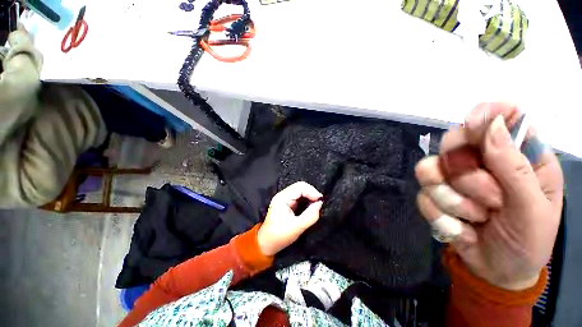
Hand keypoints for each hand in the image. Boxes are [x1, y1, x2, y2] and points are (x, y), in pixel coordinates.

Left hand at [257, 182, 323, 255]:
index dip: (312, 191)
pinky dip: (306, 200)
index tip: (321, 201)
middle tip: (319, 204)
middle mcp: (283, 195)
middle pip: (300, 187)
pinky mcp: (287, 203)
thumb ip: (310, 215)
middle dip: (311, 194)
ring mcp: (284, 198)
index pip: (300, 187)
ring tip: (316, 206)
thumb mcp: (297, 227)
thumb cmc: (280, 236)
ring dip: (310, 197)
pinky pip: (299, 197)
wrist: (267, 243)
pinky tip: (310, 207)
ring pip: (301, 191)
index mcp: (282, 198)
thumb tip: (320, 204)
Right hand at [415, 103, 563, 289]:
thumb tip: (492, 126)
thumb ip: (515, 168)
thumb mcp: (534, 210)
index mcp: (518, 156)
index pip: (498, 118)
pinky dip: (442, 215)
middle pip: (452, 143)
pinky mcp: (433, 196)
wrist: (499, 271)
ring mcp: (452, 179)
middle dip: (466, 175)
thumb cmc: (528, 242)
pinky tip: (462, 227)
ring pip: (428, 170)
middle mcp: (481, 162)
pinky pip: (423, 196)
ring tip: (477, 218)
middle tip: (491, 199)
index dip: (485, 114)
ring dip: (452, 199)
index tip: (476, 123)